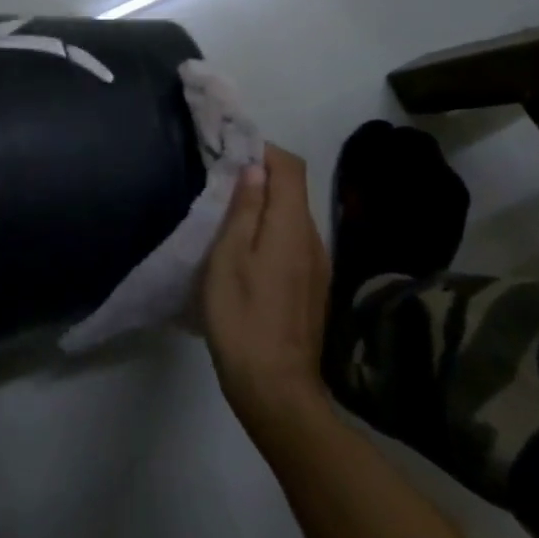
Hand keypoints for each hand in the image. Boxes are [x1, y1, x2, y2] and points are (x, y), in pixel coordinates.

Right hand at [202, 145, 332, 440]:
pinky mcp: (313, 288)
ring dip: (266, 206)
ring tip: (228, 215)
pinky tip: (246, 253)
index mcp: (291, 226)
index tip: (231, 151)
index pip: (290, 167)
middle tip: (220, 180)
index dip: (264, 150)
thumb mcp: (229, 258)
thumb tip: (256, 169)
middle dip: (261, 176)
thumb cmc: (242, 317)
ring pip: (293, 218)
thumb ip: (245, 210)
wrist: (275, 387)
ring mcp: (318, 266)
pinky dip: (272, 232)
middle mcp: (313, 238)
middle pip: (294, 190)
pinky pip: (294, 242)